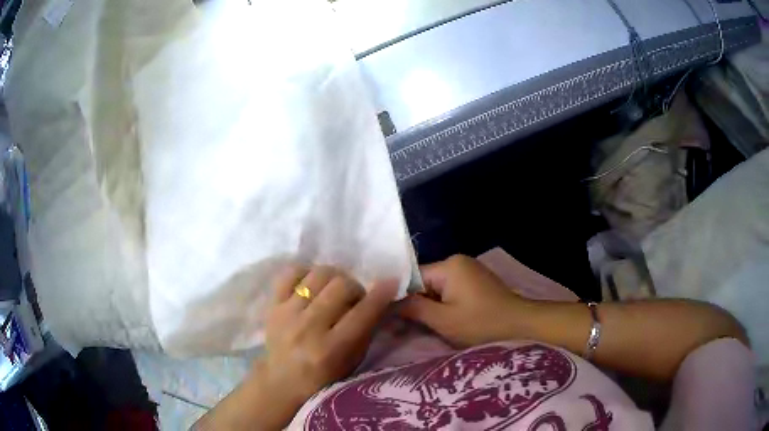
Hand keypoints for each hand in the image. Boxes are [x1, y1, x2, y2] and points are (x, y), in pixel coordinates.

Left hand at [195, 266, 396, 430]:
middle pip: (341, 286)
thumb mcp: (353, 361)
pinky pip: (290, 273)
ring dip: (334, 278)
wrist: (282, 381)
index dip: (381, 294)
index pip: (362, 312)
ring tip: (334, 289)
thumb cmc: (324, 378)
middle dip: (355, 287)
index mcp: (332, 349)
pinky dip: (306, 273)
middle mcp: (309, 328)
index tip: (391, 282)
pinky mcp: (272, 305)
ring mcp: (287, 314)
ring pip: (318, 275)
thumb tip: (380, 299)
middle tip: (355, 298)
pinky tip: (312, 284)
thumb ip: (366, 330)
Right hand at [398, 255, 536, 347]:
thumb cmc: (481, 324)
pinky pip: (451, 289)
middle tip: (408, 326)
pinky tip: (445, 319)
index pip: (413, 277)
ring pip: (438, 287)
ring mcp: (470, 270)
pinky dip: (445, 304)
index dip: (401, 296)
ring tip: (428, 325)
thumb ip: (414, 308)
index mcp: (449, 265)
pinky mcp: (477, 281)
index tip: (391, 316)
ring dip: (432, 305)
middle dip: (418, 302)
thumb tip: (389, 300)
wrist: (521, 325)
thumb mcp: (443, 320)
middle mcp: (459, 261)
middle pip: (425, 281)